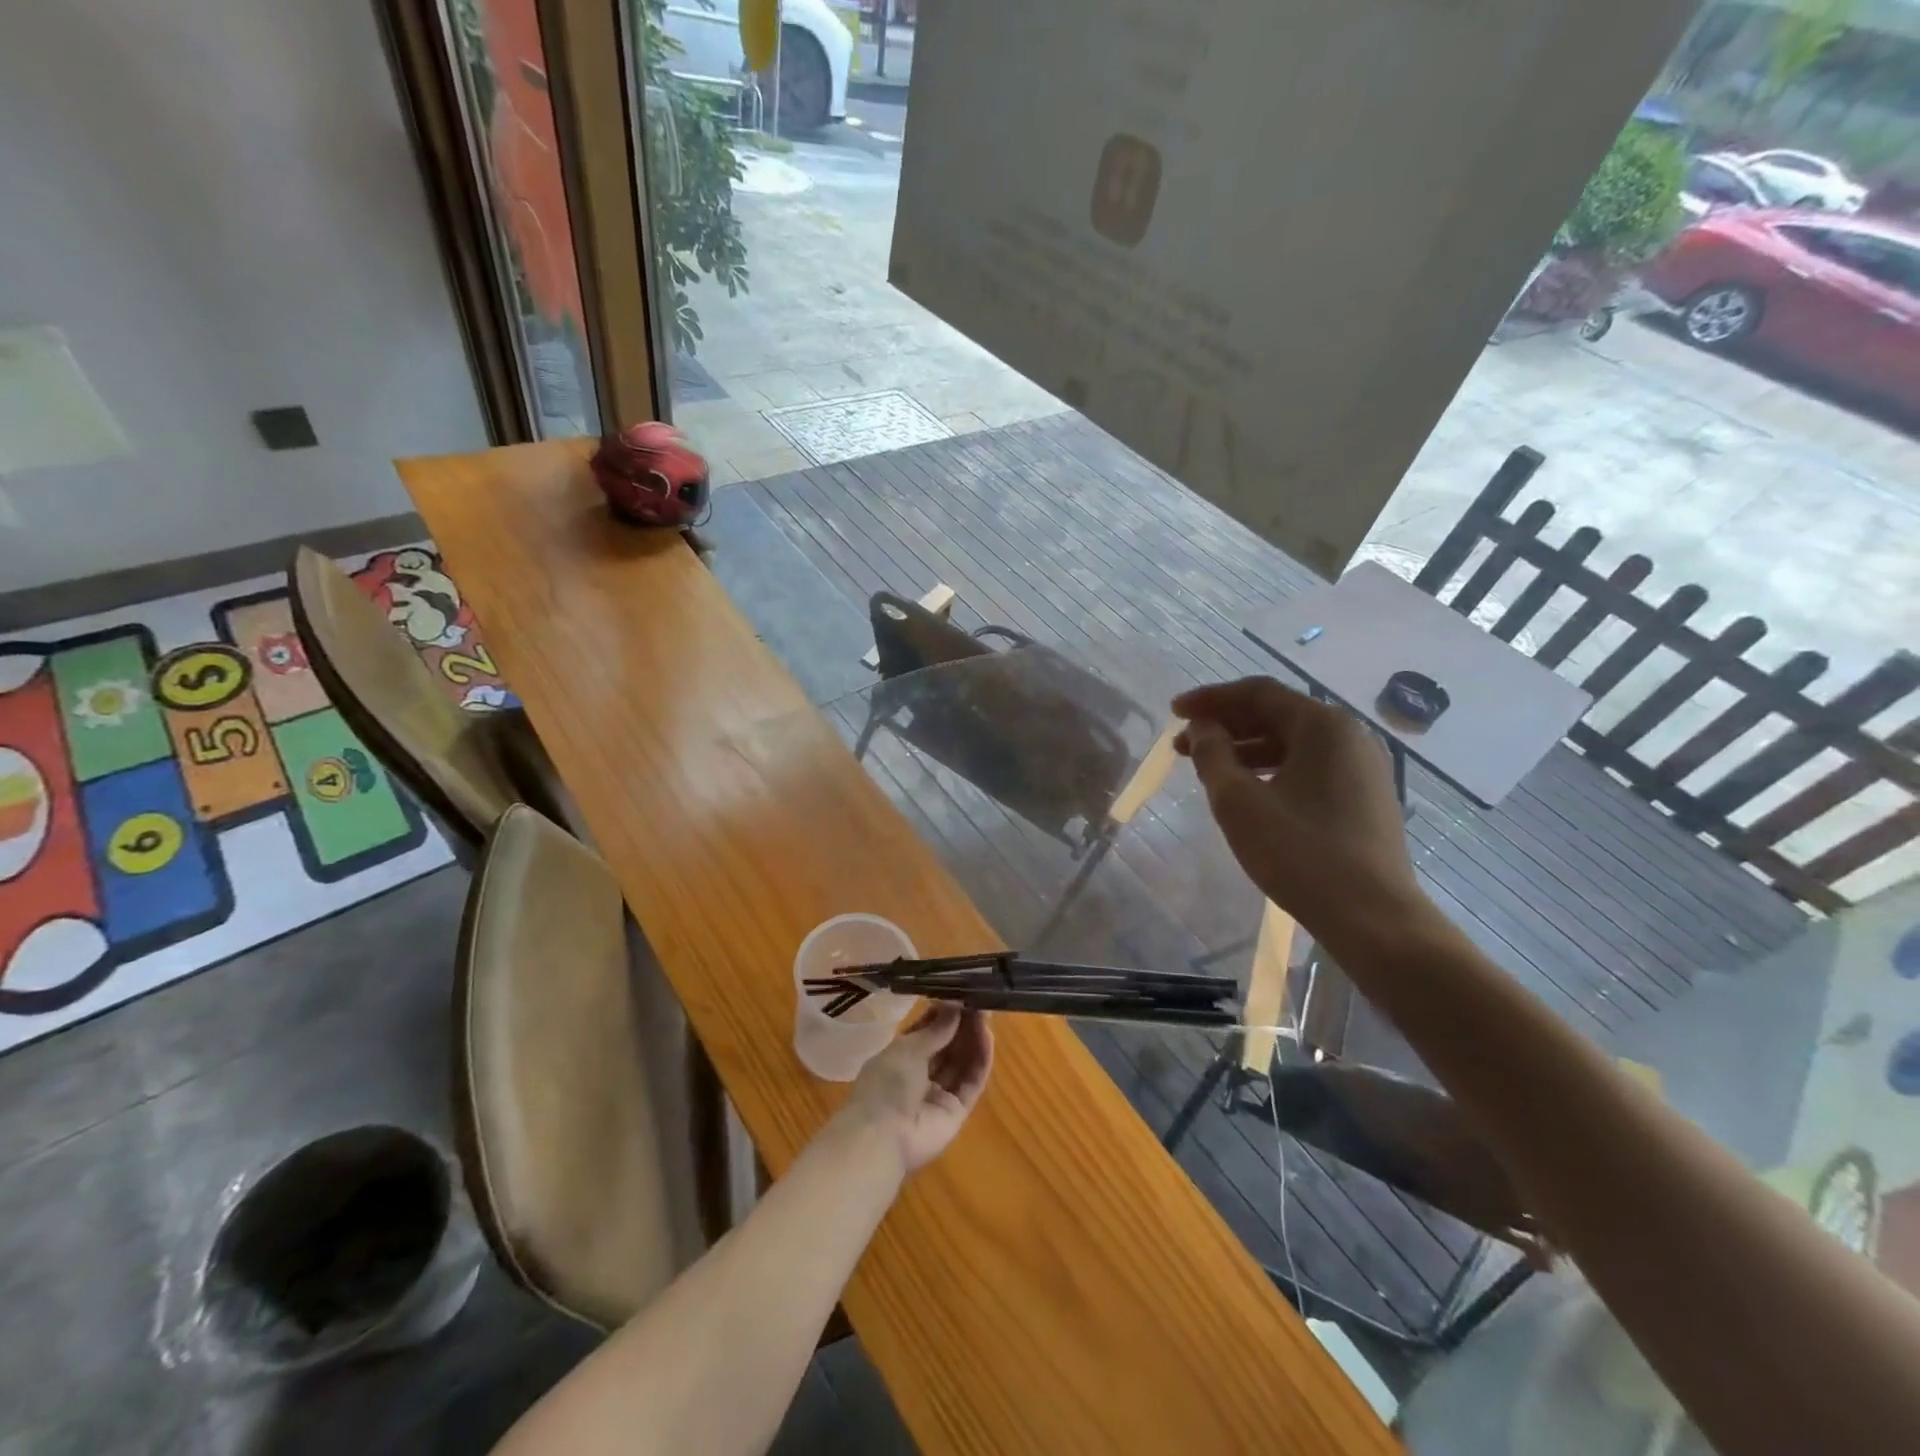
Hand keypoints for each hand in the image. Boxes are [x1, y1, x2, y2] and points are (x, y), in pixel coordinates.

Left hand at [839, 1005, 993, 1173]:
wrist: (881, 1138)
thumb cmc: (885, 1085)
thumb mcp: (907, 1048)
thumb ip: (935, 1029)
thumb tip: (955, 1006)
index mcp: (900, 1057)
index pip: (927, 1031)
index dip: (944, 1014)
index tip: (961, 994)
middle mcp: (921, 1075)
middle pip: (948, 1046)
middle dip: (962, 1024)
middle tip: (979, 1001)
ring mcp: (940, 1094)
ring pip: (962, 1062)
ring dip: (974, 1038)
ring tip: (986, 1014)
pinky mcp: (957, 1111)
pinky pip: (971, 1082)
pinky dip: (981, 1060)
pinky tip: (988, 1038)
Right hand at [1173, 677, 1425, 946]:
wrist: (1373, 918)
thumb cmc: (1299, 852)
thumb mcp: (1238, 802)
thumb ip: (1212, 755)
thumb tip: (1202, 727)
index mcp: (1323, 725)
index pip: (1258, 693)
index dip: (1210, 699)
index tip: (1174, 712)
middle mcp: (1349, 736)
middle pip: (1277, 715)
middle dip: (1225, 726)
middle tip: (1182, 745)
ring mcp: (1362, 768)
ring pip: (1292, 744)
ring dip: (1245, 750)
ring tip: (1206, 770)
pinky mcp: (1365, 798)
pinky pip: (1309, 767)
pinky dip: (1271, 770)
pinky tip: (1246, 791)